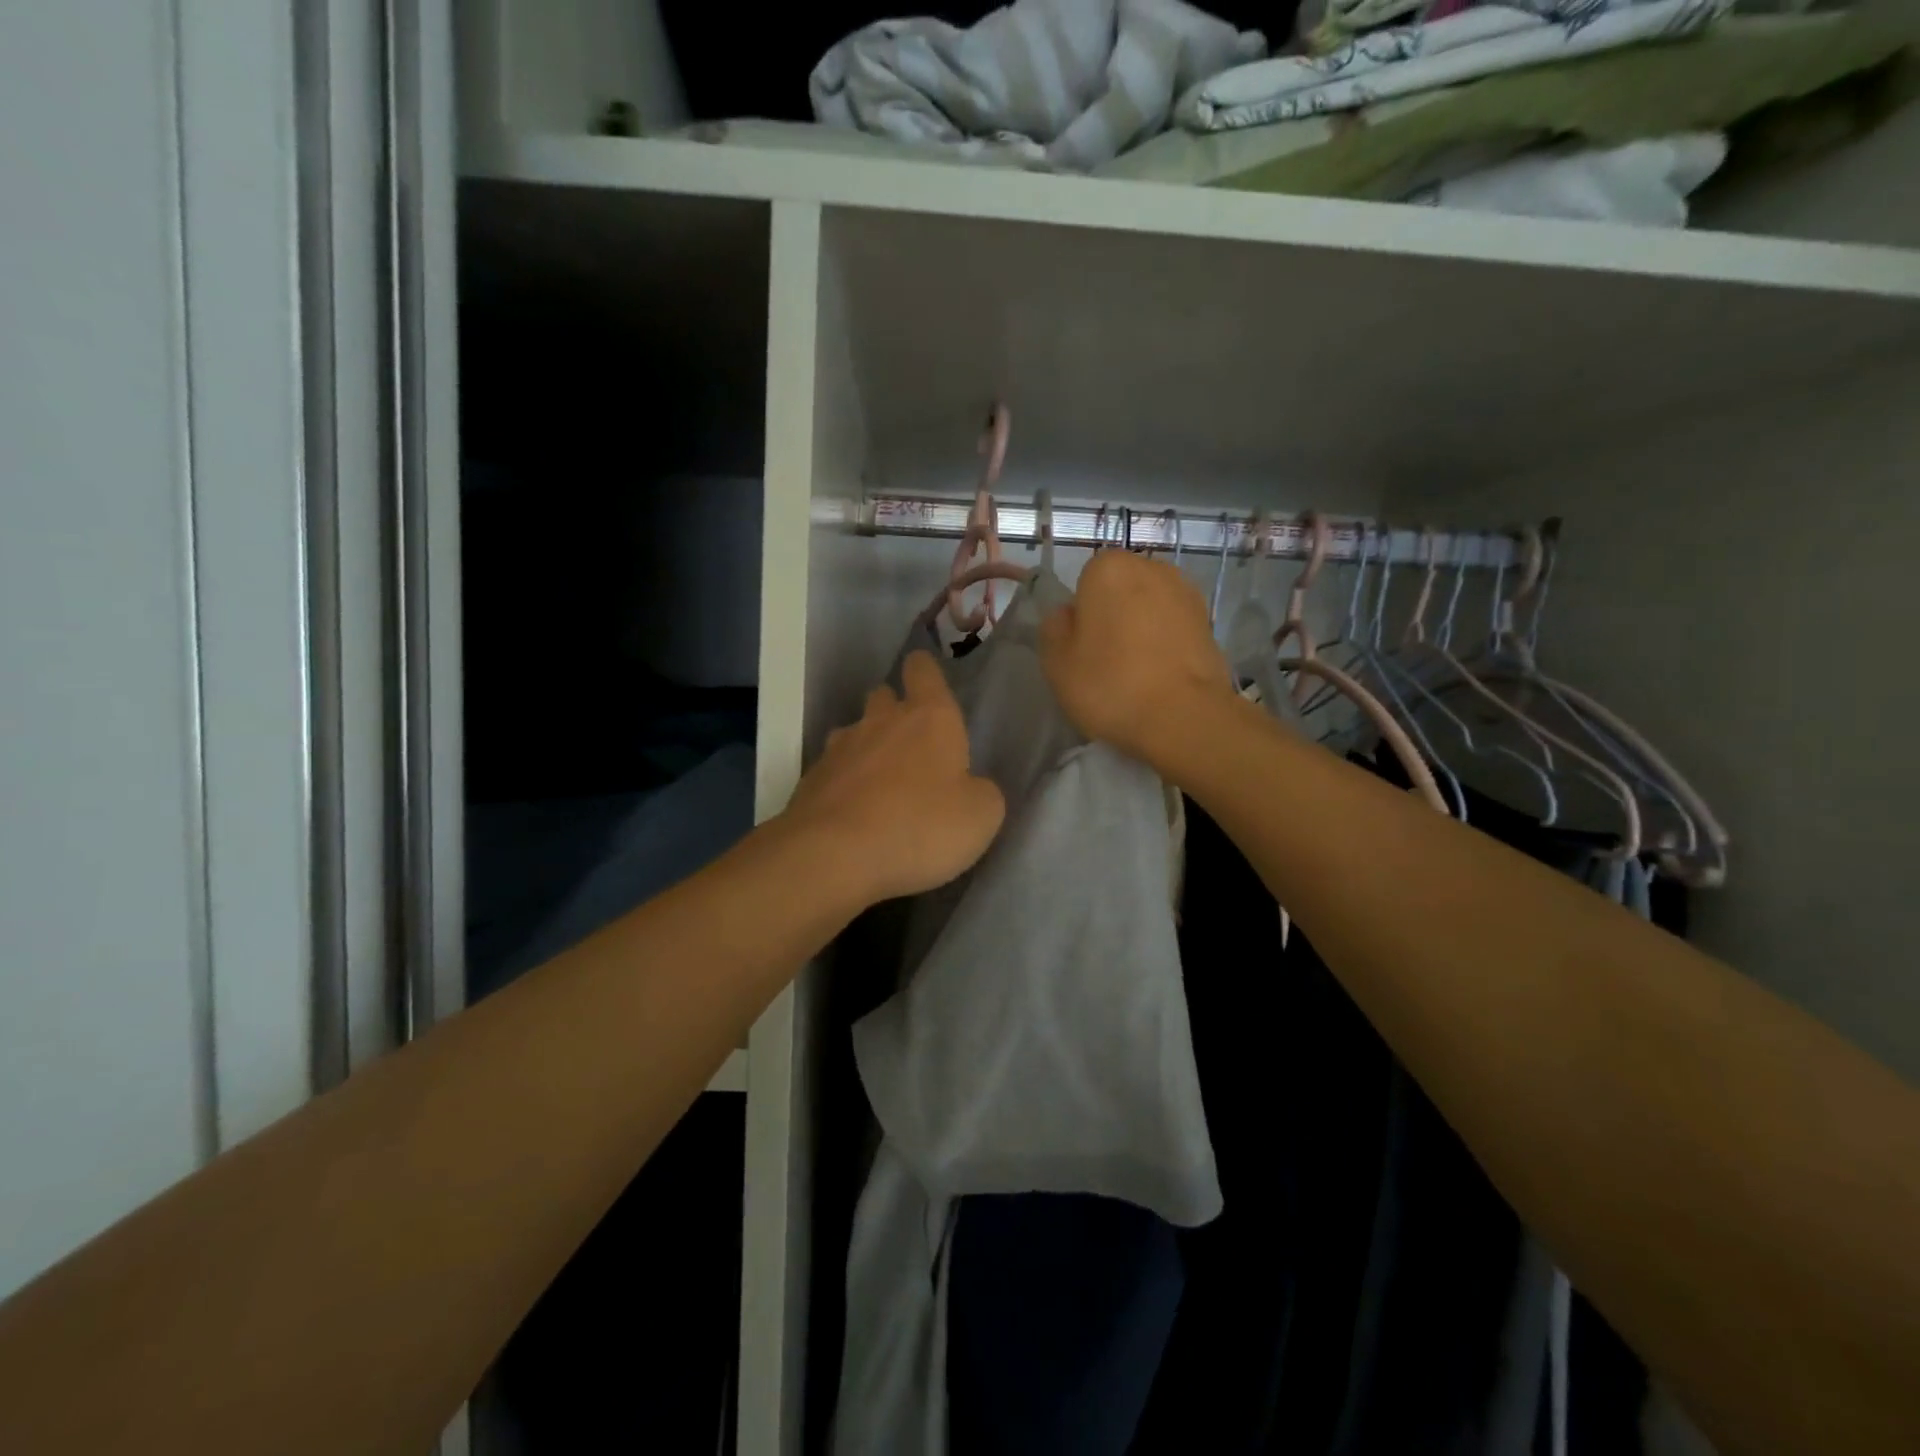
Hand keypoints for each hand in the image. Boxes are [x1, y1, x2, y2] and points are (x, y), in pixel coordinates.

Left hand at [782, 650, 1005, 904]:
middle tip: (911, 741)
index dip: (925, 670)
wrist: (834, 855)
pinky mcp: (812, 779)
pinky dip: (844, 782)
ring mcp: (840, 748)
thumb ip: (982, 791)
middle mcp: (881, 720)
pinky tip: (853, 810)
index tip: (927, 679)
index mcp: (929, 717)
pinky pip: (833, 769)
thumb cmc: (921, 826)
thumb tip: (971, 786)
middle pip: (883, 695)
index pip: (923, 670)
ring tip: (879, 780)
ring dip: (867, 746)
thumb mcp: (981, 816)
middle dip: (894, 709)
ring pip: (854, 731)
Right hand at [1040, 550, 1234, 768]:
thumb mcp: (1056, 662)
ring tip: (1136, 673)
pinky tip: (1160, 677)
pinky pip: (1173, 627)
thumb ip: (1054, 628)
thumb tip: (1068, 615)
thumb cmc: (1110, 685)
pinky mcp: (1209, 622)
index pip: (1085, 581)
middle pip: (1120, 590)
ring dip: (1141, 629)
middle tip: (1105, 660)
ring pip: (1149, 608)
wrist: (1185, 718)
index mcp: (1109, 568)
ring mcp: (1186, 593)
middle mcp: (1152, 568)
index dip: (1081, 614)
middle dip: (1113, 616)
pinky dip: (1165, 644)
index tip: (1083, 647)